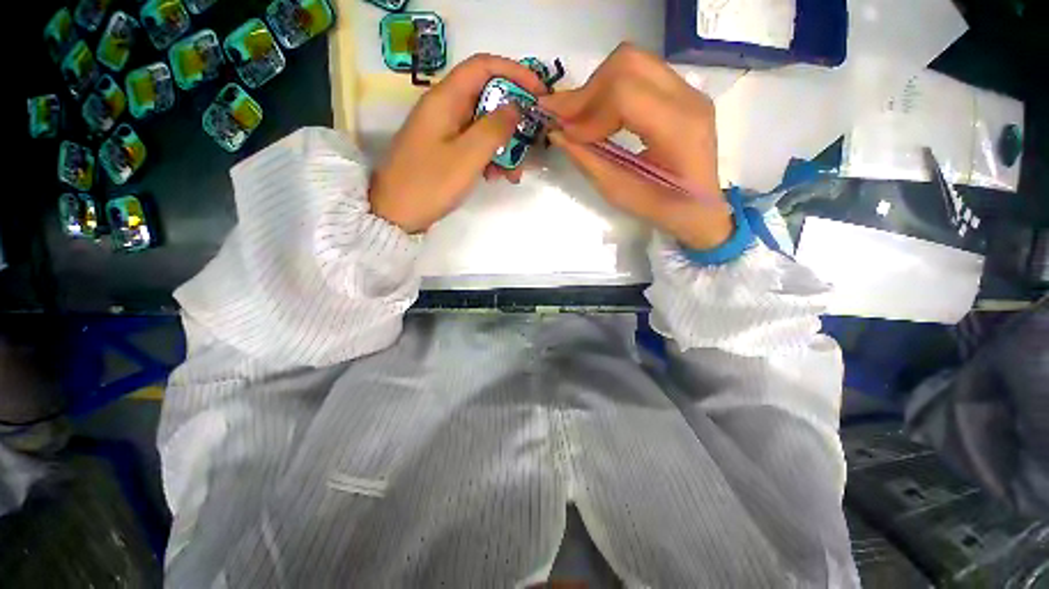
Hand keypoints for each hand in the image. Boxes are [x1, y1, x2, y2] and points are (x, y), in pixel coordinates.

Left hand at [368, 54, 547, 233]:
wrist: (396, 214)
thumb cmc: (430, 183)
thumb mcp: (468, 156)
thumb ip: (494, 128)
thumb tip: (515, 107)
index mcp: (446, 99)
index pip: (484, 66)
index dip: (515, 73)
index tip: (540, 93)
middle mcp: (445, 108)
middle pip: (487, 98)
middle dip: (513, 121)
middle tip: (531, 142)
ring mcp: (444, 131)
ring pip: (483, 126)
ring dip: (504, 146)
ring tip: (514, 174)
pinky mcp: (444, 150)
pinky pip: (473, 145)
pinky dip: (490, 158)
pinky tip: (496, 177)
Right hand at [539, 44, 731, 249]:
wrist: (702, 208)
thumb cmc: (663, 209)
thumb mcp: (620, 193)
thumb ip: (588, 160)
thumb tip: (557, 133)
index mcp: (679, 129)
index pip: (624, 94)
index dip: (586, 110)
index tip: (564, 132)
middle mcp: (689, 98)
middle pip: (628, 63)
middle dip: (588, 90)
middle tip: (566, 119)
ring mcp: (689, 90)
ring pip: (632, 61)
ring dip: (597, 87)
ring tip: (579, 118)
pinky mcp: (682, 92)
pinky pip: (639, 74)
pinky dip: (611, 89)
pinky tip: (599, 114)